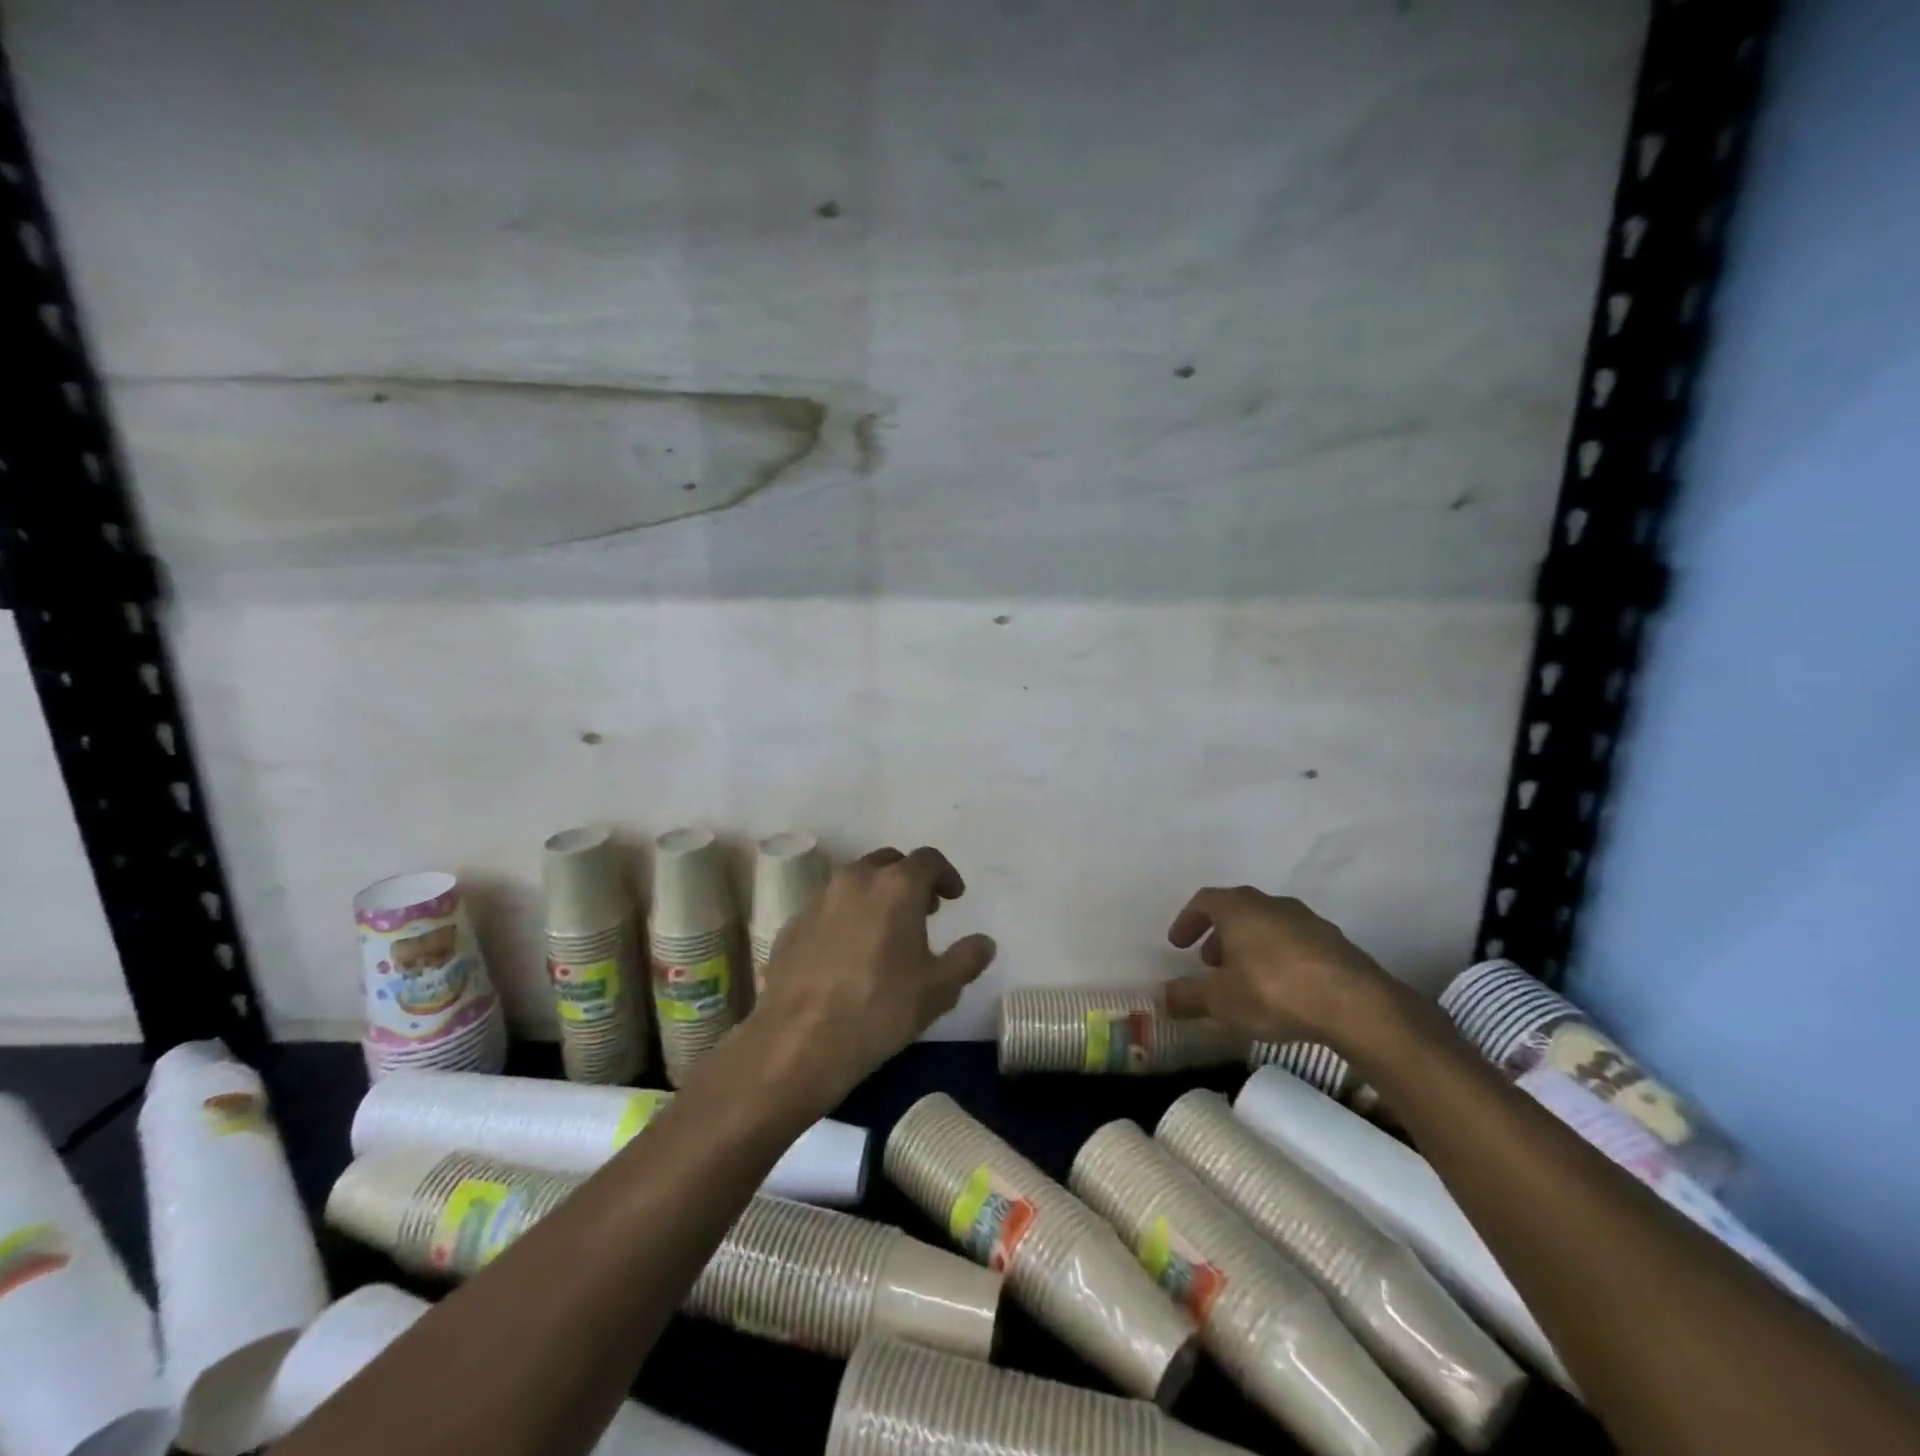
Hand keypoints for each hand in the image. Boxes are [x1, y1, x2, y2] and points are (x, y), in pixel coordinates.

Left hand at [750, 846, 996, 1104]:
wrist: (799, 1041)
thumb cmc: (880, 1009)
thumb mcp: (939, 990)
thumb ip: (967, 959)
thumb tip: (984, 943)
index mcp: (896, 885)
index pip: (928, 859)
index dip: (946, 874)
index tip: (953, 897)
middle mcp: (856, 879)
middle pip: (889, 862)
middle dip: (909, 879)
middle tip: (922, 910)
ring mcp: (819, 899)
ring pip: (855, 881)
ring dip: (876, 894)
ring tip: (885, 930)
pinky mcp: (792, 923)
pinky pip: (828, 907)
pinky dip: (845, 916)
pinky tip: (848, 952)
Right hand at [1160, 886, 1402, 1051]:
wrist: (1356, 1005)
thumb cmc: (1273, 991)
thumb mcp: (1219, 1000)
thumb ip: (1186, 997)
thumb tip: (1161, 997)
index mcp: (1238, 907)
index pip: (1204, 901)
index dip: (1187, 921)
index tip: (1178, 944)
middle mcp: (1271, 903)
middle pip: (1237, 911)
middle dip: (1219, 936)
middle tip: (1210, 964)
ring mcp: (1308, 920)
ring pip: (1268, 926)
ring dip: (1250, 946)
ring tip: (1245, 979)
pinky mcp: (1335, 942)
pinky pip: (1296, 943)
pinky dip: (1279, 958)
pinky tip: (1282, 989)